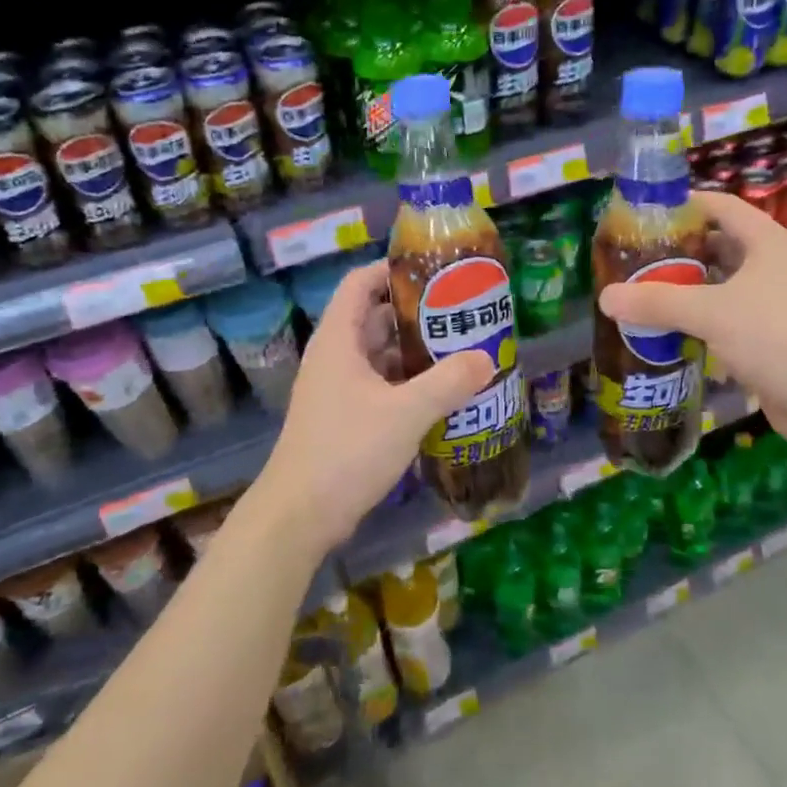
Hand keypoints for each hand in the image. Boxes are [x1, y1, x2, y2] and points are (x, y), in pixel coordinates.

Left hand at [256, 261, 493, 552]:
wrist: (300, 516)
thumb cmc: (347, 451)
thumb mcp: (405, 413)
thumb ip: (448, 383)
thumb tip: (487, 359)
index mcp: (339, 340)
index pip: (360, 283)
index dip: (393, 269)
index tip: (435, 272)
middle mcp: (336, 357)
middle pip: (375, 317)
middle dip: (416, 312)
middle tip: (461, 312)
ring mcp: (339, 389)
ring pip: (381, 355)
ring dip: (415, 351)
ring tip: (460, 348)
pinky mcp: (346, 418)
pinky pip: (381, 385)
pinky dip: (409, 382)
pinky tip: (441, 392)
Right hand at [595, 190, 786, 456]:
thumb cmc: (777, 339)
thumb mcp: (711, 314)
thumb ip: (657, 303)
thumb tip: (606, 297)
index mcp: (770, 243)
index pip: (723, 207)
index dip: (686, 205)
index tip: (645, 214)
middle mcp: (777, 266)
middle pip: (722, 246)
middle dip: (681, 251)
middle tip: (637, 259)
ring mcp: (779, 303)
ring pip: (725, 285)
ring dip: (690, 288)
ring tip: (647, 293)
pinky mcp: (776, 337)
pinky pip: (732, 316)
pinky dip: (704, 319)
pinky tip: (673, 331)